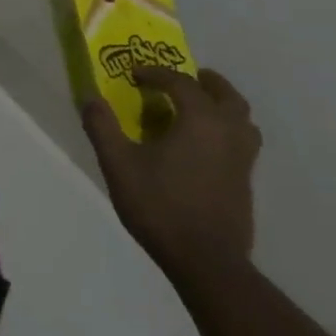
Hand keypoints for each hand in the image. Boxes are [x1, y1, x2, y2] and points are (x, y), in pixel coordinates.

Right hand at [81, 66, 260, 283]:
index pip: (180, 82)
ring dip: (221, 105)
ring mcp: (243, 159)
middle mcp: (228, 132)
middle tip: (182, 79)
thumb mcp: (118, 164)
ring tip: (198, 108)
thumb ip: (102, 127)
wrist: (206, 262)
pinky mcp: (245, 182)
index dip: (155, 73)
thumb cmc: (160, 206)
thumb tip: (90, 97)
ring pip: (241, 119)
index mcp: (201, 120)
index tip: (133, 74)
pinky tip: (202, 146)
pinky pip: (241, 141)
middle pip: (226, 95)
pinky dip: (224, 130)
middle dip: (203, 82)